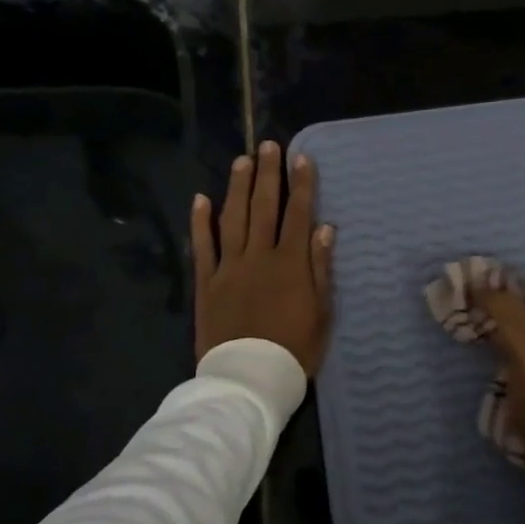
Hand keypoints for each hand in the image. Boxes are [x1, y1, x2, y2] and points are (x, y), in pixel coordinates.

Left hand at [192, 141, 335, 374]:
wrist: (249, 378)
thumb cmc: (294, 349)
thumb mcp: (321, 312)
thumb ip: (320, 268)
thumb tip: (324, 228)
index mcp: (290, 263)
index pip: (298, 213)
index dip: (301, 184)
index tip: (302, 158)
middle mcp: (258, 255)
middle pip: (264, 207)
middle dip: (267, 174)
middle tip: (267, 145)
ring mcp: (229, 267)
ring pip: (233, 218)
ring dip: (238, 187)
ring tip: (241, 160)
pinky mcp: (206, 282)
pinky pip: (202, 246)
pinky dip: (201, 221)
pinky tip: (201, 198)